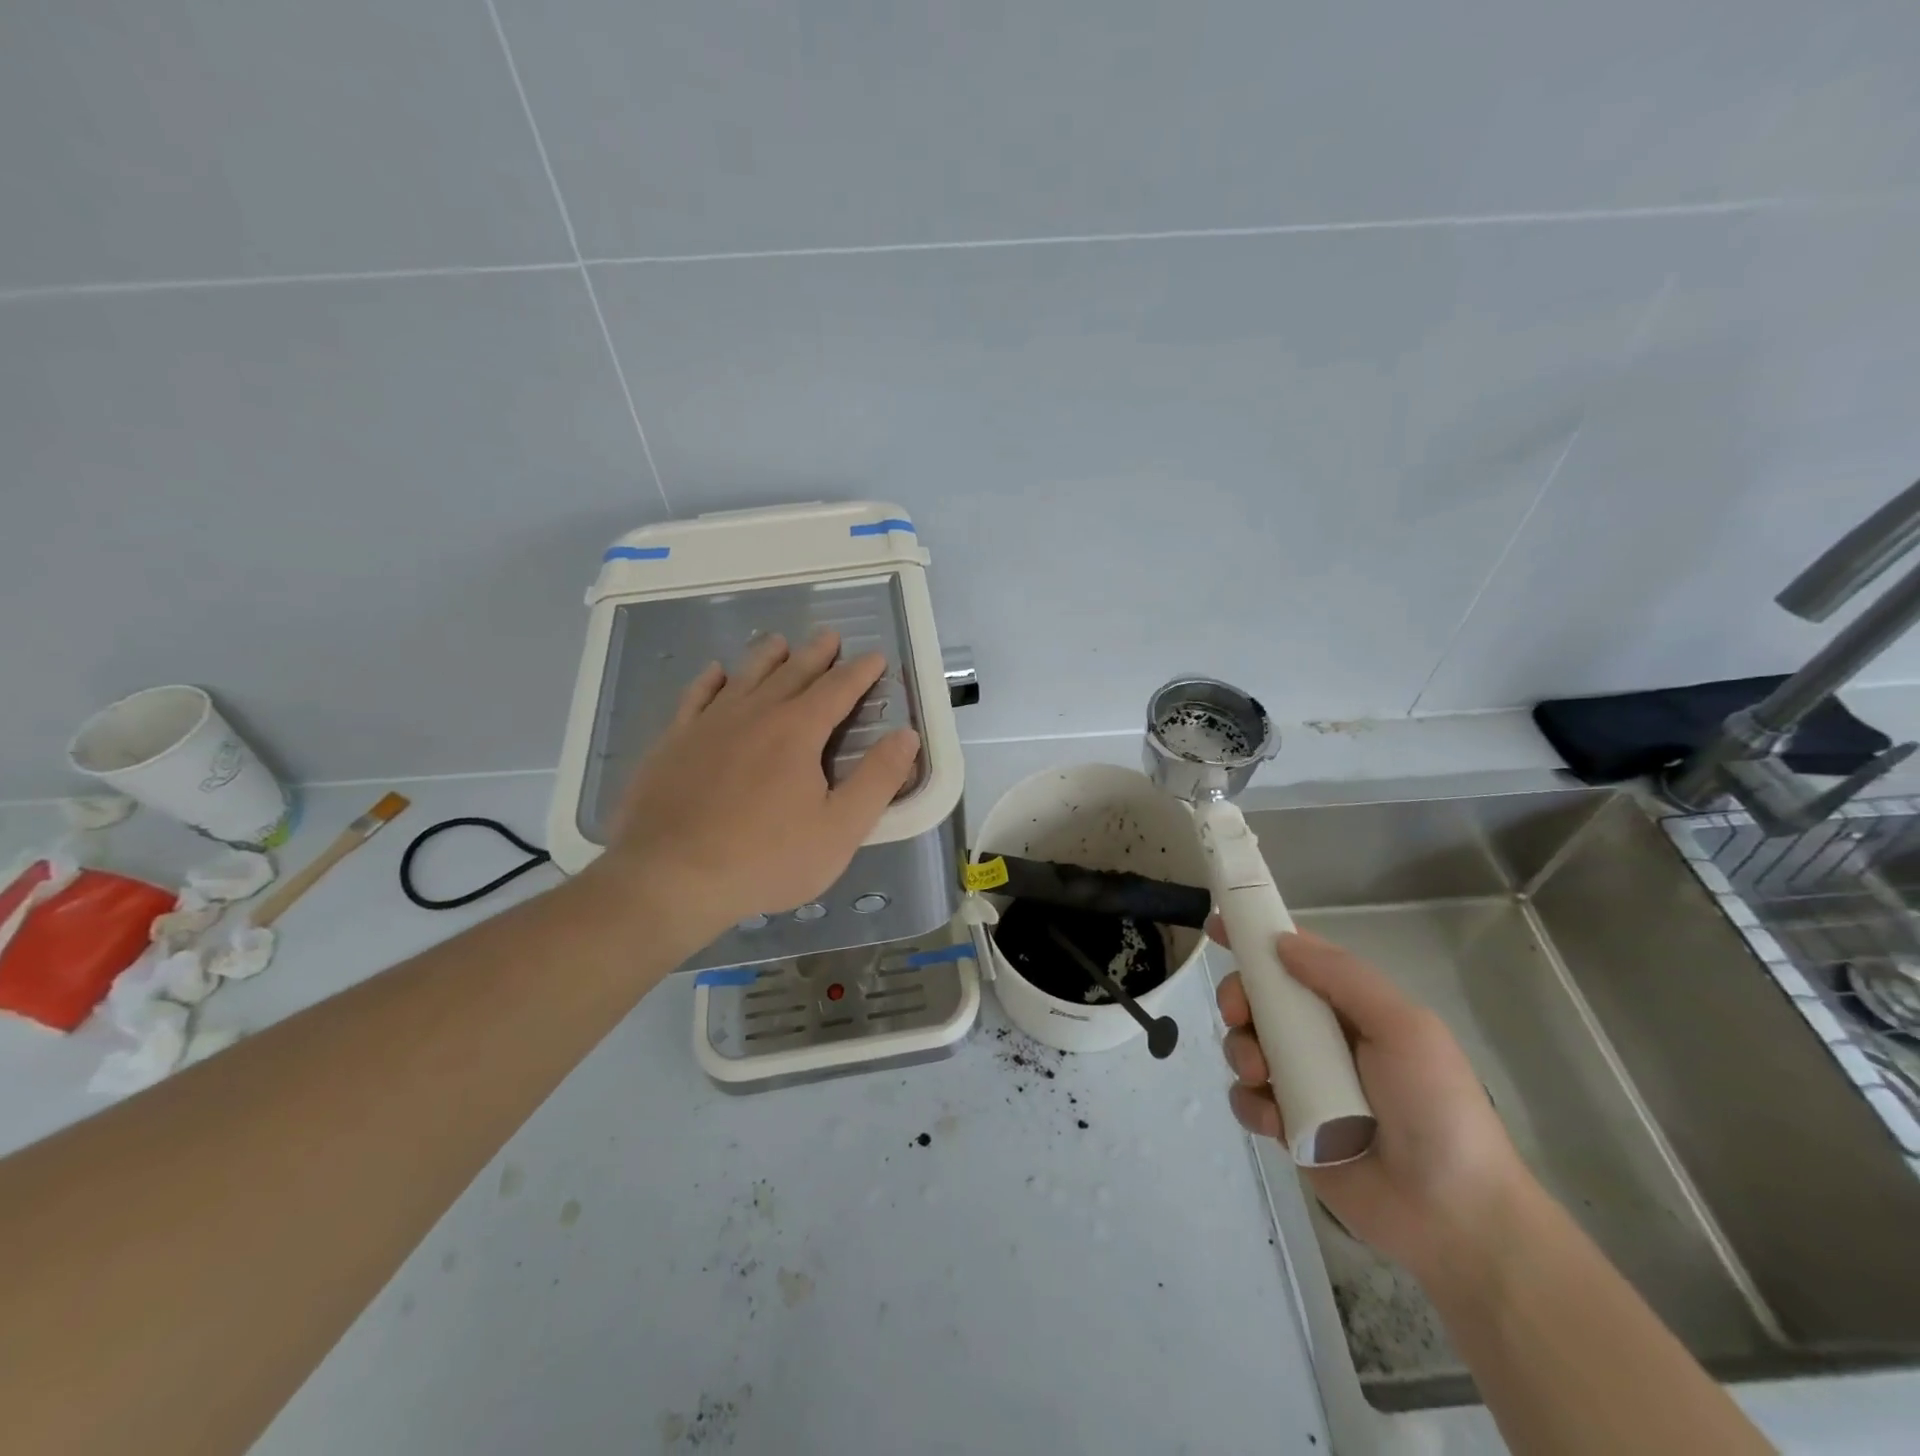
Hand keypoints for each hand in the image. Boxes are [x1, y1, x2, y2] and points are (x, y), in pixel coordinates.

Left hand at [584, 630, 920, 948]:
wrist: (670, 877)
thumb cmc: (766, 859)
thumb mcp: (840, 829)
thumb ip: (878, 780)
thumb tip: (906, 735)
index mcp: (798, 731)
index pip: (838, 689)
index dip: (860, 672)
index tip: (875, 657)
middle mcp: (755, 714)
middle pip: (792, 673)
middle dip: (816, 654)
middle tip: (829, 636)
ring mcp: (708, 724)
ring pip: (744, 677)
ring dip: (766, 657)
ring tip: (779, 641)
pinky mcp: (673, 742)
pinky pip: (695, 697)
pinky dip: (710, 681)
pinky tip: (714, 673)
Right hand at [1212, 924, 1530, 1279]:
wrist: (1454, 1216)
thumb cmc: (1436, 1107)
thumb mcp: (1402, 1027)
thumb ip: (1343, 977)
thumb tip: (1280, 941)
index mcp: (1352, 1010)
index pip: (1296, 960)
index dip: (1257, 940)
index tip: (1216, 927)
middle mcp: (1323, 1040)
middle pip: (1260, 1000)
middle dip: (1238, 998)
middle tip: (1236, 1014)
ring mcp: (1304, 1084)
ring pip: (1246, 1046)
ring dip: (1240, 1051)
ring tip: (1260, 1076)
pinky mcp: (1290, 1127)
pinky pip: (1248, 1100)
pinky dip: (1250, 1103)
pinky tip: (1273, 1121)